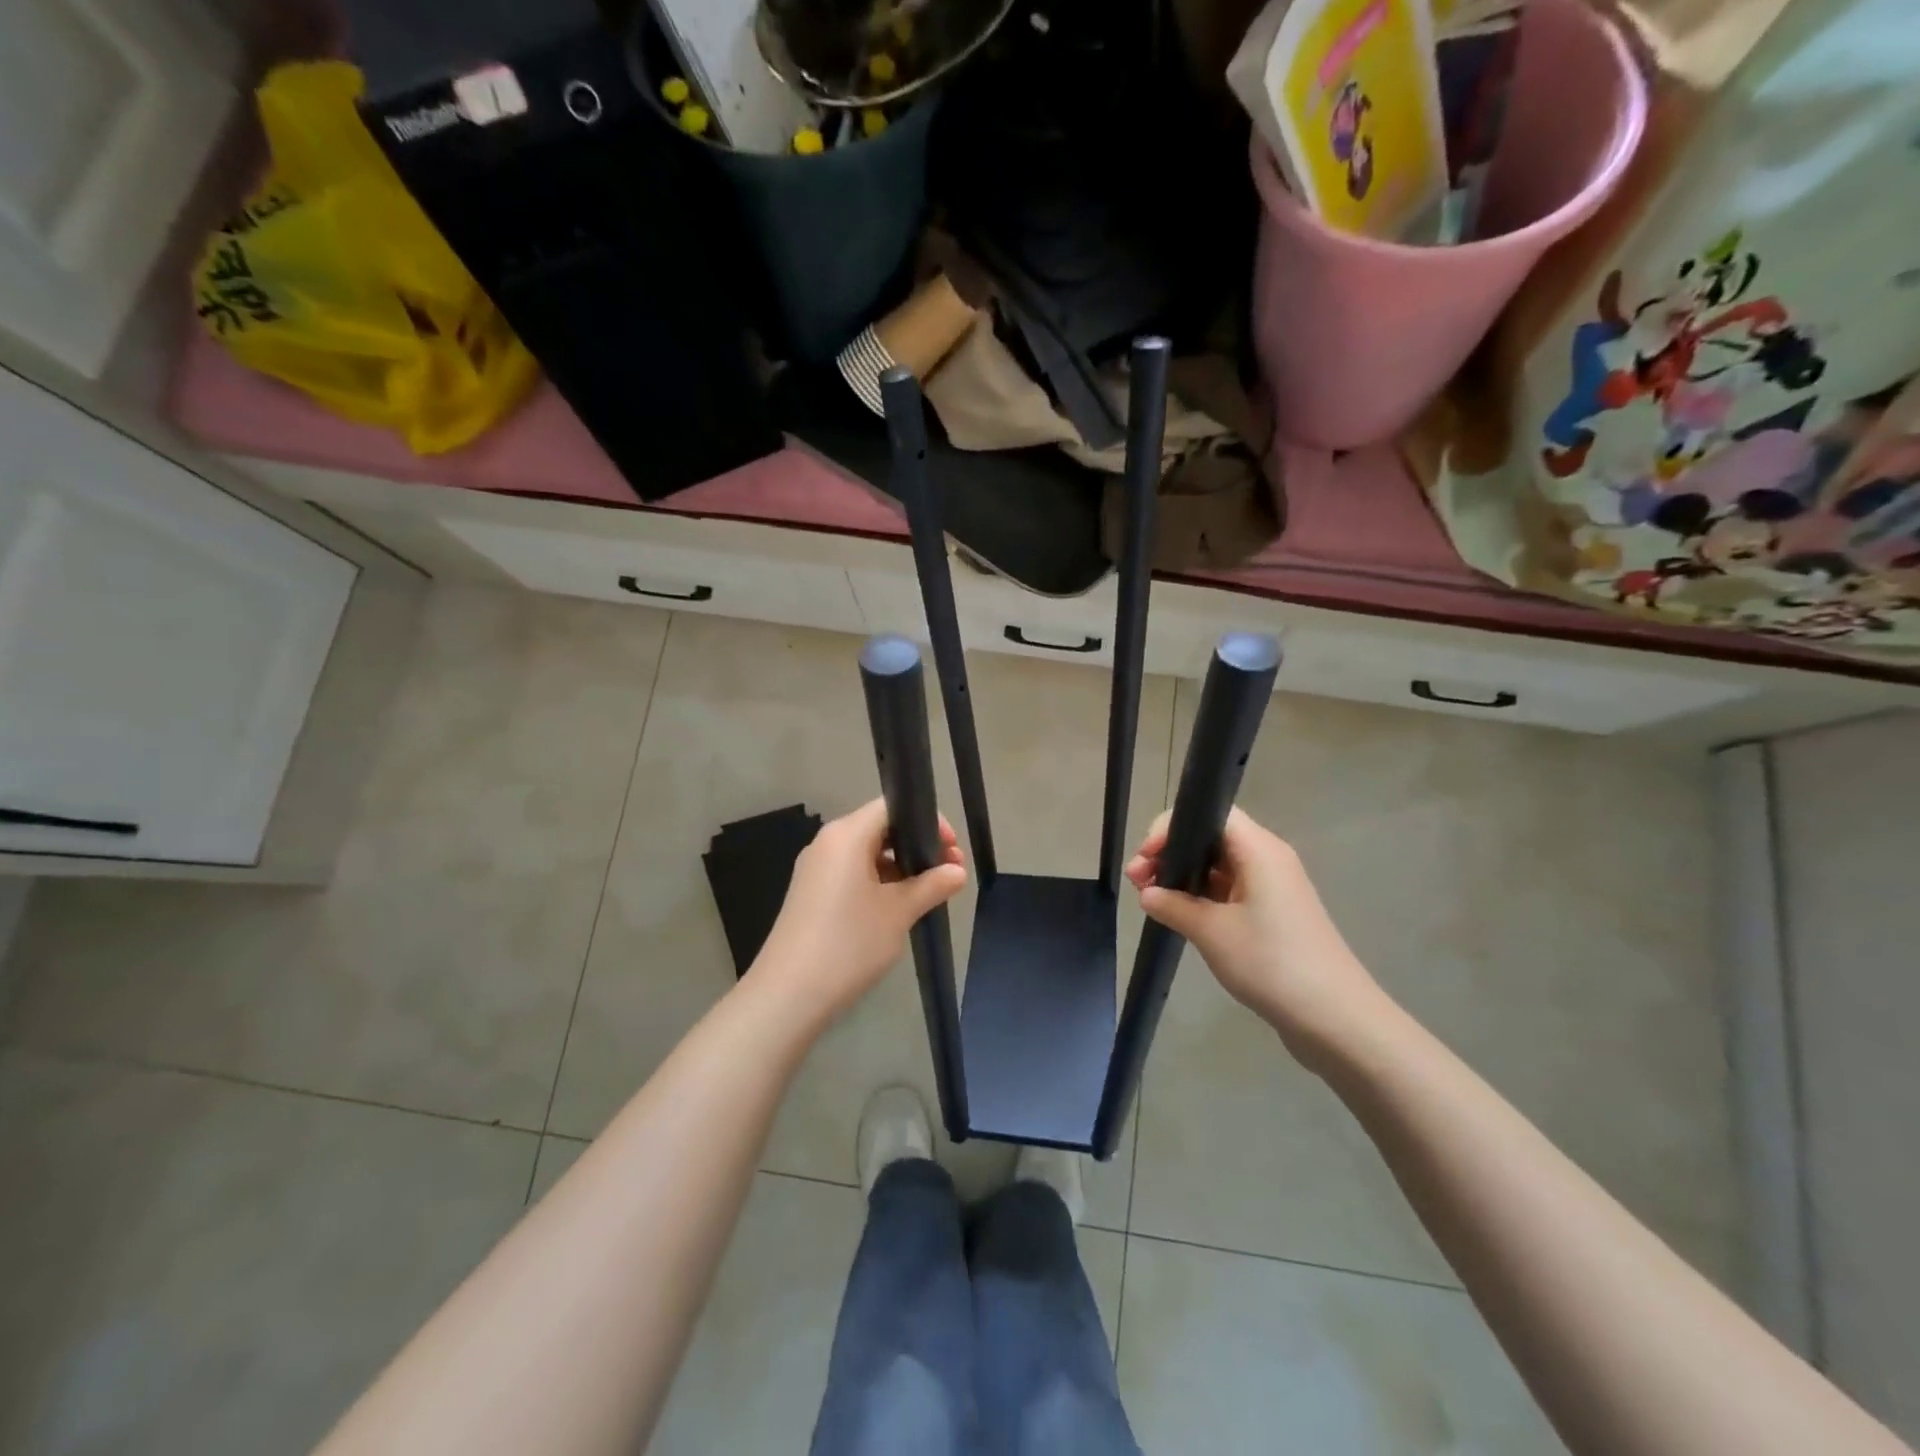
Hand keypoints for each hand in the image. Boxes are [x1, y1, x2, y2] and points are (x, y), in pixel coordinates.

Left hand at [751, 798, 966, 1021]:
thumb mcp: (899, 912)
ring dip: (900, 866)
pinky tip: (898, 907)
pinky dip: (878, 881)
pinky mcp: (811, 893)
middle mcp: (827, 843)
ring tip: (929, 893)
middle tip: (949, 872)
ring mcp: (816, 869)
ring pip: (866, 852)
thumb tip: (957, 872)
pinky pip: (851, 873)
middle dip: (917, 846)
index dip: (927, 821)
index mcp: (846, 835)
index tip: (951, 849)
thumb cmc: (849, 943)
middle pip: (880, 828)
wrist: (788, 994)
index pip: (891, 806)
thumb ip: (932, 885)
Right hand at [1125, 807, 1388, 1069]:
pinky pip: (1230, 891)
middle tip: (1137, 881)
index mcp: (1259, 850)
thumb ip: (1173, 906)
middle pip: (1212, 838)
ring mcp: (1273, 888)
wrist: (1335, 1019)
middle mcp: (1268, 859)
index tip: (1146, 856)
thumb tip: (1148, 893)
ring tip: (1150, 899)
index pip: (1210, 814)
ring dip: (1183, 877)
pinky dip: (1202, 897)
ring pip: (1218, 866)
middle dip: (1171, 854)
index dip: (1172, 827)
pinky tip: (1179, 916)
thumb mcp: (1211, 932)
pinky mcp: (1274, 915)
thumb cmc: (1272, 963)